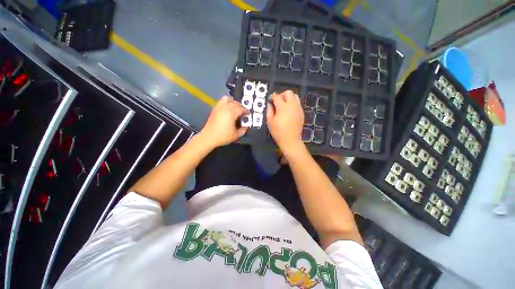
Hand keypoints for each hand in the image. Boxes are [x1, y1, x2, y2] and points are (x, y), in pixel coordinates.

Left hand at [199, 96, 248, 147]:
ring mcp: (219, 107)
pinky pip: (222, 101)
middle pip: (236, 103)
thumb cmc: (223, 136)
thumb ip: (243, 130)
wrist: (209, 137)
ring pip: (228, 99)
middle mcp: (225, 108)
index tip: (248, 115)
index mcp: (231, 113)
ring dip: (233, 102)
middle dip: (241, 107)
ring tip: (235, 109)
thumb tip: (247, 126)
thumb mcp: (236, 135)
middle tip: (243, 113)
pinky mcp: (215, 109)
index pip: (241, 108)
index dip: (246, 111)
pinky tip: (228, 109)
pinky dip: (227, 102)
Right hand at [267, 90, 304, 153]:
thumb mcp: (270, 121)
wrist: (290, 140)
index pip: (277, 96)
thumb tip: (270, 103)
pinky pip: (298, 103)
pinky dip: (293, 103)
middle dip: (282, 95)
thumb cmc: (278, 132)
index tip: (270, 100)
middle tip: (277, 102)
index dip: (272, 97)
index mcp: (283, 107)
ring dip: (288, 98)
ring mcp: (298, 109)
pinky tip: (289, 111)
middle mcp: (292, 105)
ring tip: (284, 105)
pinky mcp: (302, 113)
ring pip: (295, 96)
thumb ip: (269, 110)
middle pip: (288, 92)